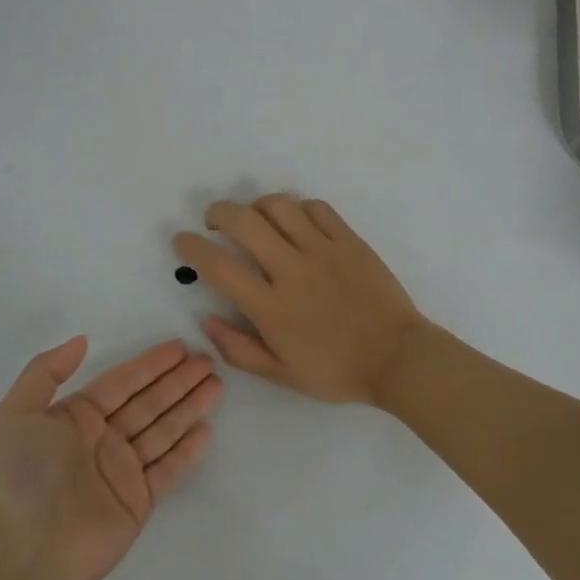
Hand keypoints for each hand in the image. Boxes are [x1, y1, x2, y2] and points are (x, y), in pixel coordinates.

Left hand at [0, 337, 219, 579]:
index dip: (151, 364)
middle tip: (209, 360)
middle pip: (149, 402)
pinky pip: (168, 468)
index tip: (180, 347)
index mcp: (76, 418)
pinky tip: (207, 428)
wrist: (27, 551)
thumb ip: (46, 371)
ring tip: (217, 384)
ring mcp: (122, 471)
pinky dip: (187, 449)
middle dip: (178, 381)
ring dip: (189, 406)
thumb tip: (82, 340)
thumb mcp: (17, 413)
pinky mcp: (138, 500)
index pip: (122, 383)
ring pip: (164, 429)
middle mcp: (102, 440)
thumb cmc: (23, 476)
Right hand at [173, 195, 425, 406]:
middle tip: (214, 222)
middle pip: (243, 221)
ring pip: (279, 206)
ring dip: (257, 205)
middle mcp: (292, 270)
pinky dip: (297, 208)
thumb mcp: (281, 374)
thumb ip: (238, 348)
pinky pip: (317, 208)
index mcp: (271, 307)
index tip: (181, 240)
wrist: (398, 358)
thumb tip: (205, 319)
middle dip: (219, 212)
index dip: (192, 247)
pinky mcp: (349, 240)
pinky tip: (294, 222)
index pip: (218, 266)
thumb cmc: (337, 371)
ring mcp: (323, 251)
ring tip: (255, 218)